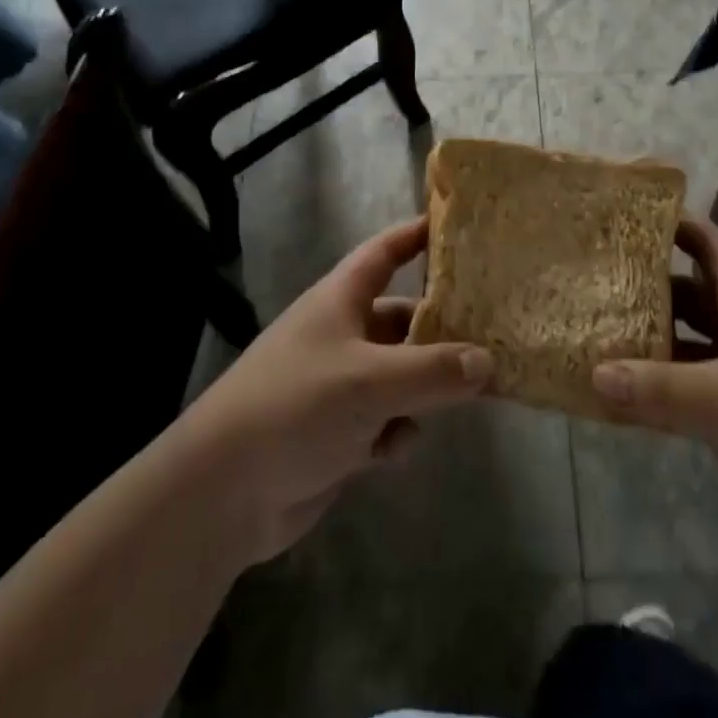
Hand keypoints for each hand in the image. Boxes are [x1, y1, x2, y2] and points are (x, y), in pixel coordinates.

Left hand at [178, 217, 491, 564]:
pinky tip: (390, 451)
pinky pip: (385, 420)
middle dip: (442, 330)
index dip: (417, 234)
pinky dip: (395, 432)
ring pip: (401, 374)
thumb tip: (488, 361)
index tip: (458, 225)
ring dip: (425, 389)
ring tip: (465, 398)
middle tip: (493, 335)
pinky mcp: (339, 432)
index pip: (385, 252)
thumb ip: (434, 370)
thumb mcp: (371, 381)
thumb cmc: (295, 407)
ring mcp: (339, 385)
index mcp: (340, 301)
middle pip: (403, 319)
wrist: (223, 492)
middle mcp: (342, 335)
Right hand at [592, 215, 717, 567]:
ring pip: (689, 345)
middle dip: (651, 285)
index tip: (633, 215)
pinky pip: (691, 392)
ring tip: (599, 331)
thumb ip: (659, 387)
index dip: (681, 226)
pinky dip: (660, 389)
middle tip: (599, 277)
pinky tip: (622, 396)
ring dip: (652, 340)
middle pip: (694, 295)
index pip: (715, 248)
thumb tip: (593, 371)